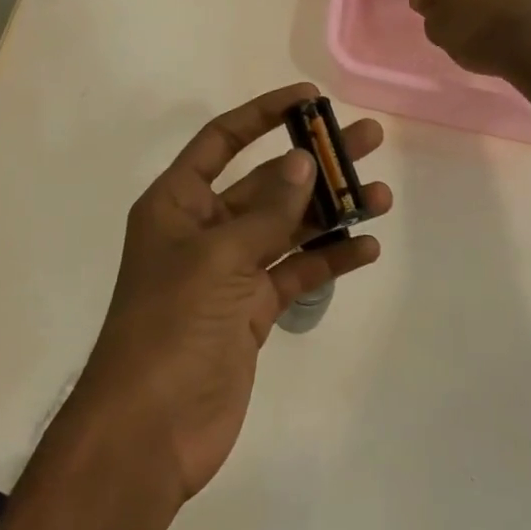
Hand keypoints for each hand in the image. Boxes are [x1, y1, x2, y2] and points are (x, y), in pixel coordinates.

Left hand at [74, 83, 389, 502]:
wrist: (150, 430)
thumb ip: (267, 211)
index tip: (309, 99)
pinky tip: (365, 247)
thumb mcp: (218, 257)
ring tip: (380, 194)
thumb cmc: (171, 325)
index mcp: (177, 202)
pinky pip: (294, 272)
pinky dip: (327, 260)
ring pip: (287, 227)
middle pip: (267, 182)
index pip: (223, 140)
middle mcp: (203, 228)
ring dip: (331, 211)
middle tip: (367, 140)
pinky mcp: (250, 310)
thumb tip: (303, 160)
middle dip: (315, 162)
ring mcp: (229, 270)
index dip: (264, 114)